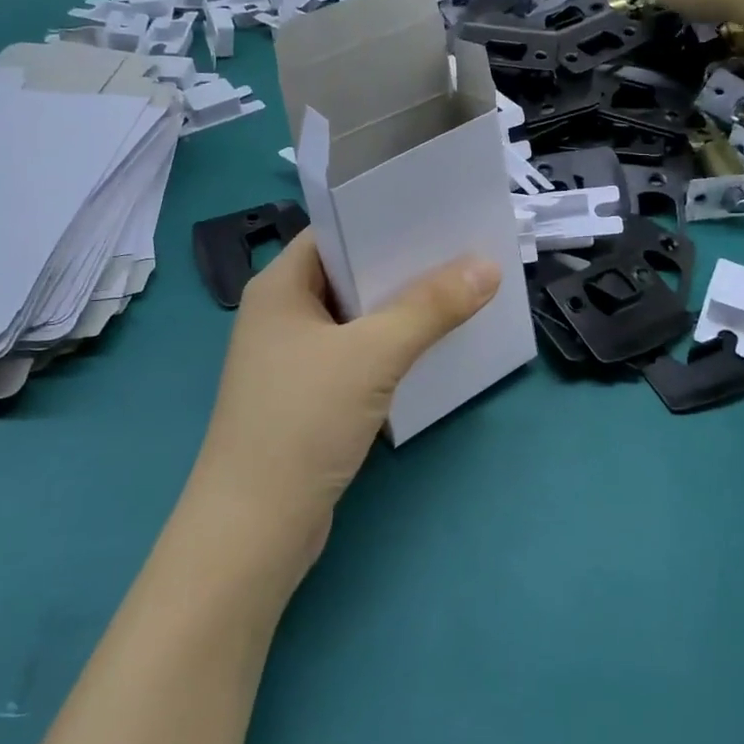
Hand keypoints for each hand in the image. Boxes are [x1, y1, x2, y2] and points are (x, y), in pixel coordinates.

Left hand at [186, 233, 500, 574]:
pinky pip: (357, 357)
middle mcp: (281, 315)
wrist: (255, 529)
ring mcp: (293, 359)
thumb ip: (431, 308)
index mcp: (279, 286)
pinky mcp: (308, 398)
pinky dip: (391, 349)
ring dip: (402, 310)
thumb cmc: (302, 421)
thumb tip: (488, 266)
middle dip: (404, 266)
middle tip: (465, 250)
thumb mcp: (373, 355)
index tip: (439, 214)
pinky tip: (432, 348)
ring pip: (356, 319)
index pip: (335, 232)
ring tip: (462, 292)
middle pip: (350, 275)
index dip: (384, 219)